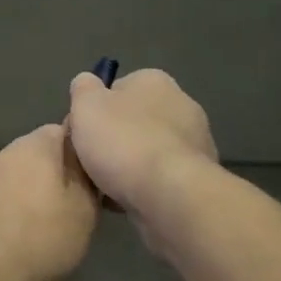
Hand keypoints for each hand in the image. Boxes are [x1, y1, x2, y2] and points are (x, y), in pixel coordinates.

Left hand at [0, 124, 99, 280]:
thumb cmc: (42, 239)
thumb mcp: (85, 210)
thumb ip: (87, 179)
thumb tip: (83, 160)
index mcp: (35, 145)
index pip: (65, 130)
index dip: (83, 152)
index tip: (96, 178)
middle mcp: (3, 153)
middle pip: (38, 154)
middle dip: (57, 174)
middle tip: (77, 205)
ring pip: (16, 177)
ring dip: (32, 194)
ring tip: (49, 226)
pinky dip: (11, 211)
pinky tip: (20, 238)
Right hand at [65, 69, 216, 241]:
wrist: (169, 194)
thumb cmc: (123, 141)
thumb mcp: (86, 105)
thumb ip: (83, 88)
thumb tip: (86, 84)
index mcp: (154, 80)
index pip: (117, 89)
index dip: (96, 110)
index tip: (82, 133)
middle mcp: (181, 104)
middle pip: (134, 120)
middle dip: (114, 139)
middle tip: (90, 161)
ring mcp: (195, 141)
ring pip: (148, 150)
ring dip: (130, 165)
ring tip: (105, 187)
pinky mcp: (199, 175)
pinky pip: (161, 176)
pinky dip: (145, 186)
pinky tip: (127, 200)